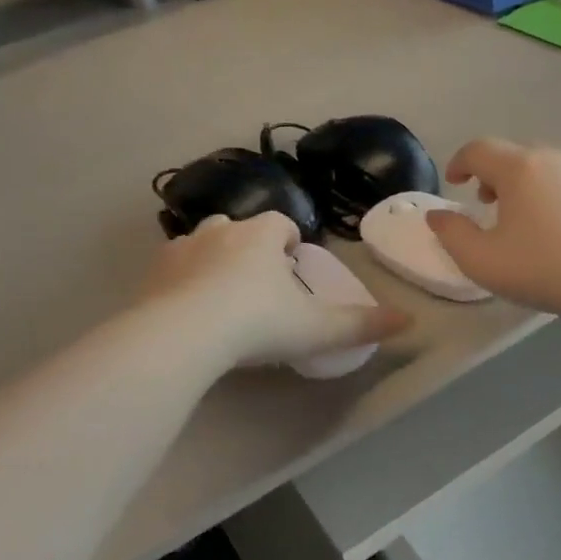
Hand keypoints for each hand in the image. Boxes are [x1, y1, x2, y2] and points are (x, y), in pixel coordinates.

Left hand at [141, 214, 408, 369]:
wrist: (184, 335)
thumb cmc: (258, 323)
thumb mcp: (317, 328)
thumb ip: (362, 324)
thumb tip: (409, 320)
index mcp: (262, 236)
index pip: (282, 224)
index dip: (290, 242)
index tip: (292, 266)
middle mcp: (221, 230)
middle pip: (239, 227)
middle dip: (249, 247)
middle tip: (258, 286)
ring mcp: (182, 248)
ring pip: (202, 242)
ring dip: (213, 259)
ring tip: (220, 297)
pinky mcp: (152, 272)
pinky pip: (171, 268)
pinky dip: (180, 280)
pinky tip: (186, 311)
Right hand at [423, 139, 560, 317]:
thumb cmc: (542, 268)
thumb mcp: (481, 260)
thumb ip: (451, 233)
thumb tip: (437, 215)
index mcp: (519, 169)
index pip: (479, 149)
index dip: (460, 162)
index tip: (454, 182)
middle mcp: (555, 160)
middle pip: (515, 157)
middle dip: (494, 176)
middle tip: (486, 203)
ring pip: (548, 171)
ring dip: (528, 187)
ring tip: (524, 220)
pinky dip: (558, 201)